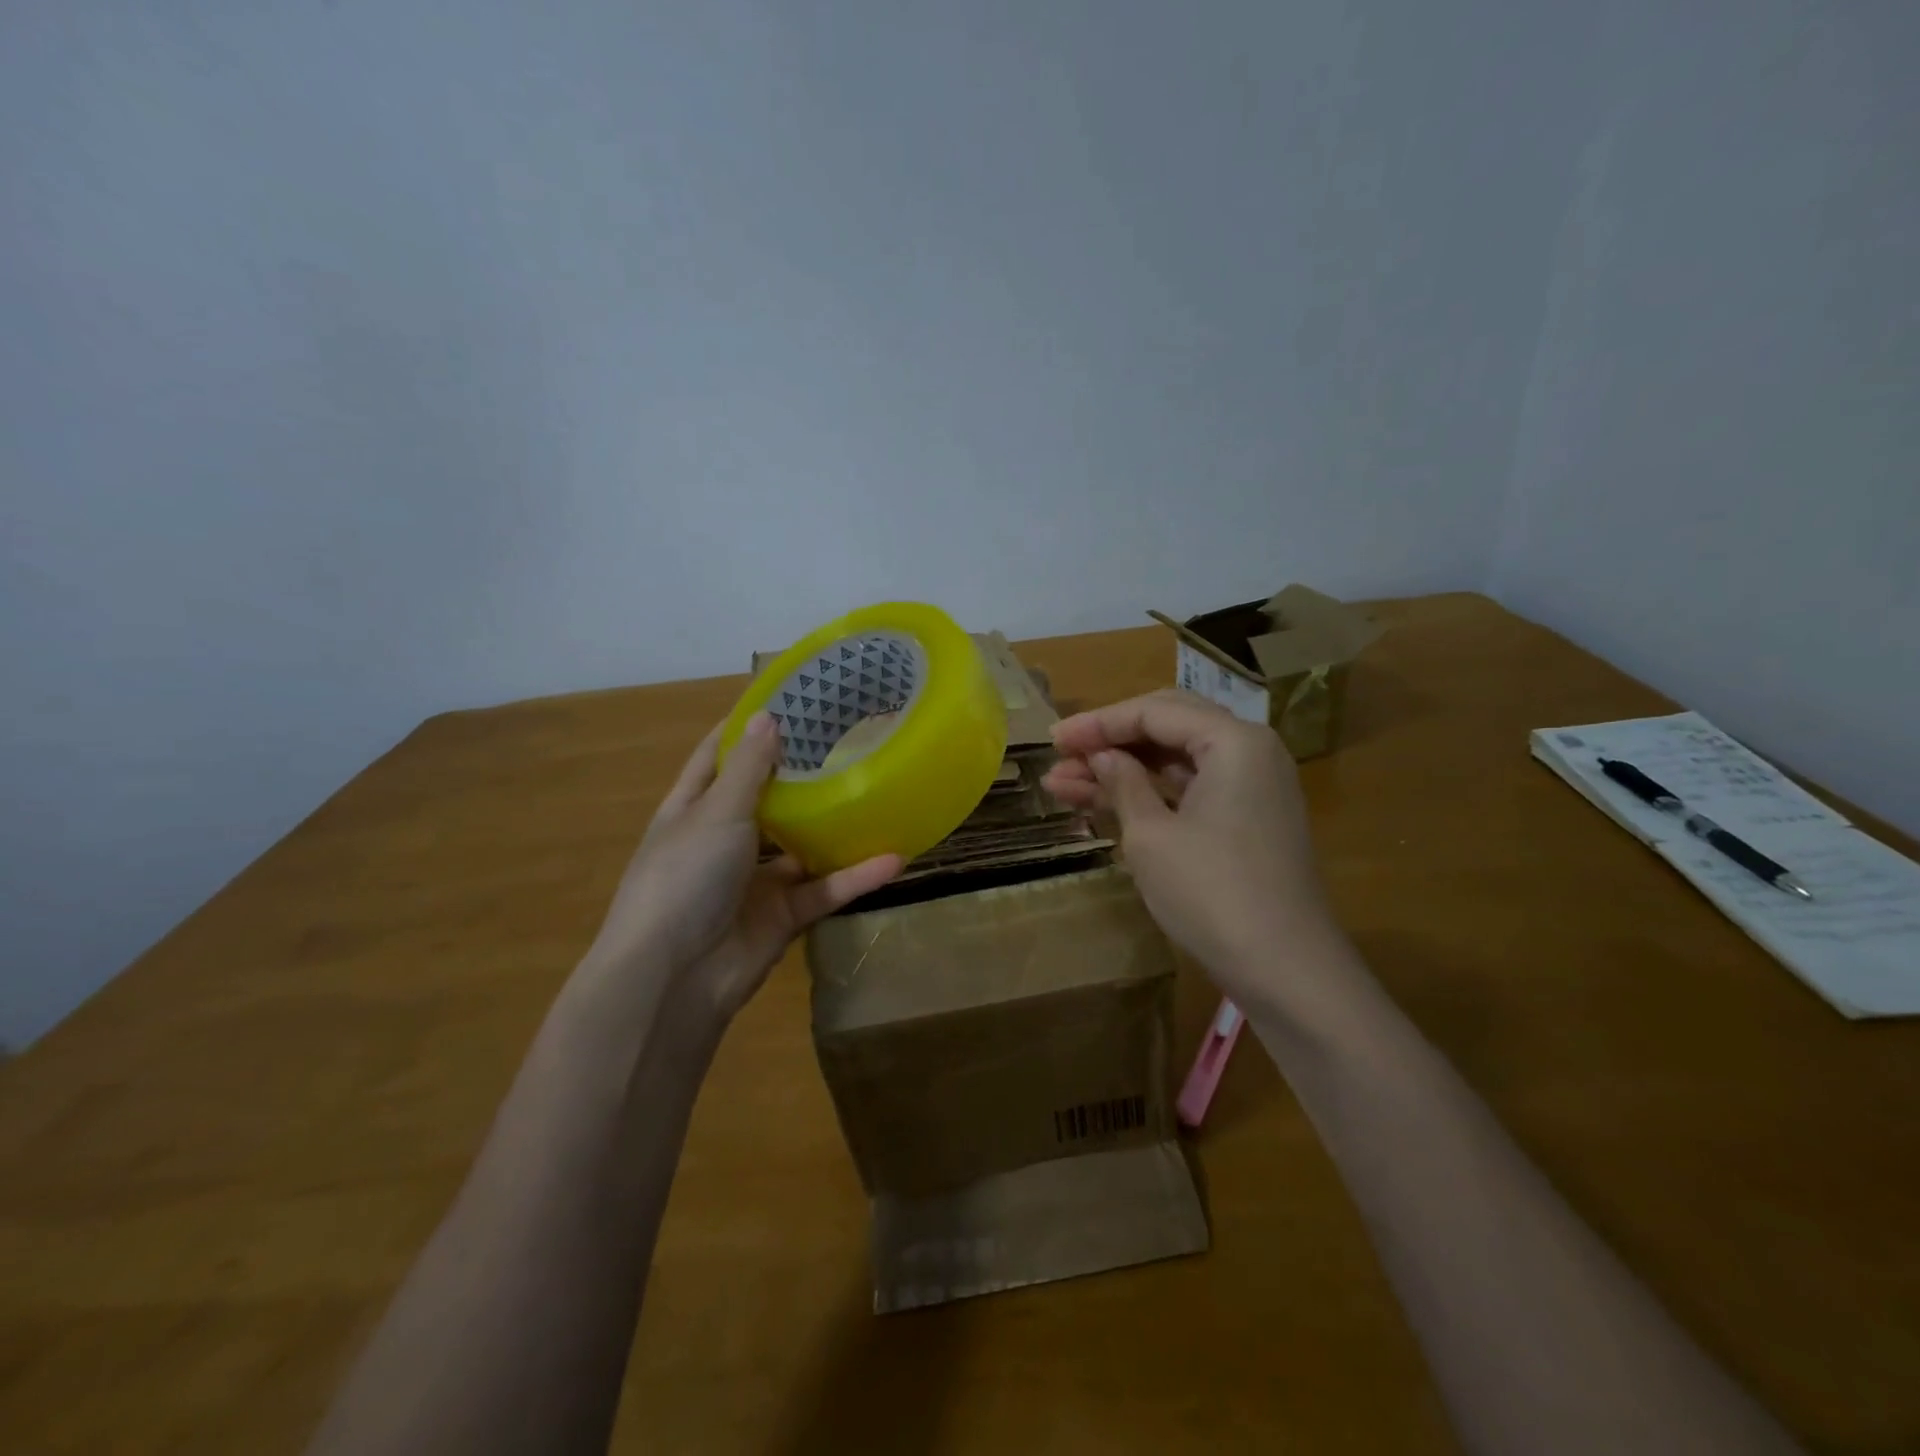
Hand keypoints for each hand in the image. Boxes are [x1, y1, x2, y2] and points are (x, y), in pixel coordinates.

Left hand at [587, 713, 901, 1022]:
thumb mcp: (715, 813)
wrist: (674, 978)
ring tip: (879, 792)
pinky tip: (894, 857)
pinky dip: (855, 876)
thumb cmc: (683, 878)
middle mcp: (724, 839)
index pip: (718, 756)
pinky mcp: (783, 914)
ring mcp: (754, 879)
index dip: (746, 727)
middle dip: (802, 771)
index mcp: (694, 809)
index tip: (786, 697)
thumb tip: (769, 716)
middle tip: (848, 737)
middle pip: (767, 797)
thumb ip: (747, 768)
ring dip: (835, 827)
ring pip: (803, 845)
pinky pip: (824, 889)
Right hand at [1042, 690, 1341, 1003]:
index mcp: (1233, 740)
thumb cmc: (1212, 893)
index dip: (1098, 723)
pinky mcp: (1247, 820)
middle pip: (1167, 726)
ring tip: (1061, 784)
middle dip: (1109, 740)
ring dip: (1122, 769)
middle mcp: (1249, 751)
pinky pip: (1190, 789)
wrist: (1285, 970)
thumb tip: (1102, 755)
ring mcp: (1252, 787)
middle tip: (1061, 754)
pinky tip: (1101, 802)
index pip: (1154, 712)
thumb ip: (1123, 783)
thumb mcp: (1151, 836)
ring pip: (1175, 761)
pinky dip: (1148, 793)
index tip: (1052, 740)